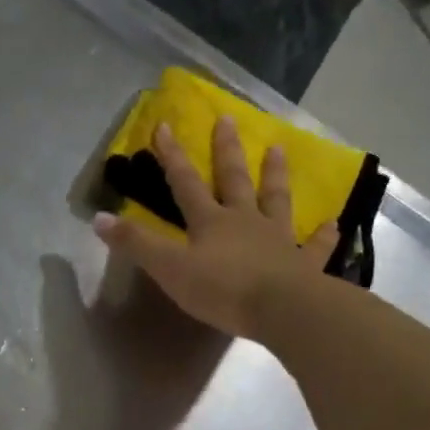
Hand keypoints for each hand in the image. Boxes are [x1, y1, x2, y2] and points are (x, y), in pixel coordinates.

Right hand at [93, 117, 338, 337]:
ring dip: (275, 175)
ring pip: (276, 200)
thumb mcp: (168, 269)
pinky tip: (332, 223)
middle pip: (234, 180)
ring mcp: (277, 240)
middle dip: (226, 150)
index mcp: (210, 222)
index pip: (185, 183)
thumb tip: (97, 219)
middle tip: (228, 119)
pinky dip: (323, 235)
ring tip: (278, 150)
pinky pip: (315, 246)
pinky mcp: (303, 264)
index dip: (172, 157)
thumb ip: (135, 244)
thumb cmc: (221, 289)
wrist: (280, 309)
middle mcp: (245, 221)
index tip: (164, 126)